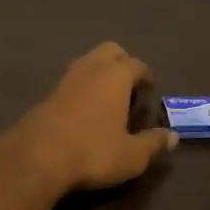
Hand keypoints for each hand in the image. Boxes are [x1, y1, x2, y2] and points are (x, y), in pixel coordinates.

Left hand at [0, 43, 177, 197]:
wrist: (36, 158)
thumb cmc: (93, 152)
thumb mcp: (132, 155)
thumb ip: (153, 143)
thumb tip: (173, 137)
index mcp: (115, 76)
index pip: (136, 64)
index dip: (146, 76)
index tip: (150, 90)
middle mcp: (90, 69)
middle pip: (109, 51)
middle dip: (122, 63)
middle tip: (130, 88)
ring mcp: (64, 80)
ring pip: (87, 63)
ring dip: (99, 74)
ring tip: (108, 99)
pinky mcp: (45, 95)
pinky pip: (70, 82)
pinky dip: (81, 89)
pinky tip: (83, 112)